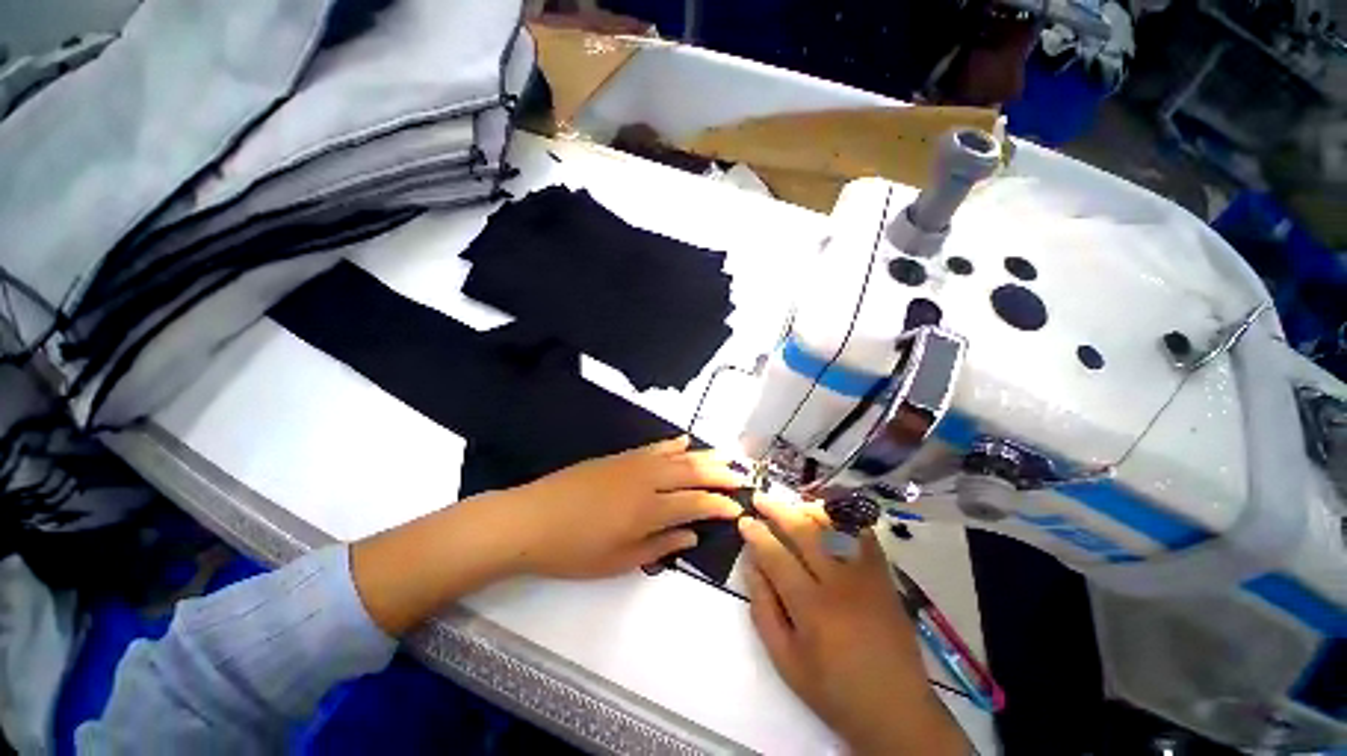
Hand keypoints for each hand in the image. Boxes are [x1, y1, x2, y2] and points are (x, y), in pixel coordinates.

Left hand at [501, 435, 746, 578]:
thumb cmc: (574, 550)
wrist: (532, 519)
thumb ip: (660, 546)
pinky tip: (685, 441)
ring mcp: (633, 464)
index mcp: (649, 510)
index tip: (739, 507)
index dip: (720, 505)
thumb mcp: (619, 561)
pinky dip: (673, 444)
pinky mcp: (620, 457)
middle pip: (693, 472)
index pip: (696, 503)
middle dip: (720, 474)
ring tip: (726, 455)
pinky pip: (654, 447)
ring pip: (677, 456)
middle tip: (742, 476)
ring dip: (704, 455)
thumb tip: (692, 535)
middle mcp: (647, 481)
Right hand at [739, 498, 967, 755]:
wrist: (895, 709)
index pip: (776, 556)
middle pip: (803, 532)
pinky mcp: (884, 576)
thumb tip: (750, 563)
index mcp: (811, 608)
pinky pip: (863, 534)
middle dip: (777, 510)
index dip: (756, 534)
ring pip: (834, 526)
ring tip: (790, 504)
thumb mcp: (785, 659)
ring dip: (807, 509)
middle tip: (760, 498)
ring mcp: (866, 576)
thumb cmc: (833, 690)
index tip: (744, 521)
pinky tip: (828, 514)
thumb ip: (763, 608)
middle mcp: (839, 584)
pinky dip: (844, 518)